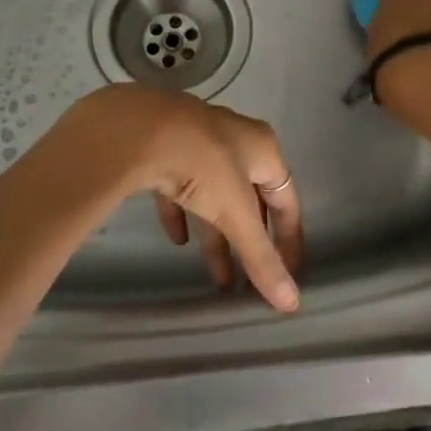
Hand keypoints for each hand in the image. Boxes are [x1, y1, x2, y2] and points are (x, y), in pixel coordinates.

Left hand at [55, 86, 304, 311]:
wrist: (138, 128)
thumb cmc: (204, 165)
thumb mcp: (235, 213)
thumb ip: (261, 257)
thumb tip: (292, 302)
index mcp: (263, 149)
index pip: (286, 198)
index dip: (289, 238)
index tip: (288, 274)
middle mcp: (235, 140)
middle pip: (250, 198)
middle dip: (250, 241)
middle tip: (249, 280)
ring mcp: (197, 141)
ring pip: (214, 195)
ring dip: (217, 235)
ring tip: (217, 277)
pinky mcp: (164, 148)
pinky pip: (179, 186)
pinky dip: (182, 214)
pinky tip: (177, 239)